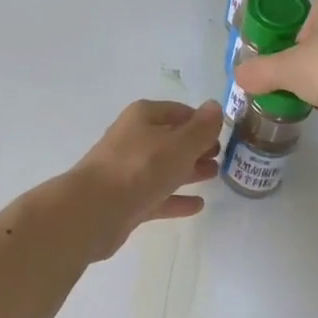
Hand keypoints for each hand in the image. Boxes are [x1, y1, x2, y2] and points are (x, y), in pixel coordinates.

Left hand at [67, 99, 224, 258]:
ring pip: (165, 167)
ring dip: (189, 170)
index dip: (202, 121)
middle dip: (196, 146)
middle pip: (171, 139)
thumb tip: (214, 106)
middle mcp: (134, 139)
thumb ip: (201, 128)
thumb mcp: (179, 144)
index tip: (224, 134)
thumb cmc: (140, 168)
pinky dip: (176, 198)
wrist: (94, 210)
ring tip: (215, 175)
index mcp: (143, 117)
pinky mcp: (127, 200)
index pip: (180, 112)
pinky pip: (158, 195)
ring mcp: (129, 170)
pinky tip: (197, 205)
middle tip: (221, 156)